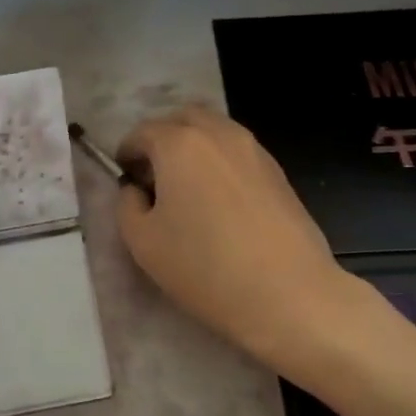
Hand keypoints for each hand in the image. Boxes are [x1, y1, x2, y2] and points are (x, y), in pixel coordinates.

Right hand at [116, 105, 356, 375]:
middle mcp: (217, 133)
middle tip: (155, 178)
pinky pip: (237, 152)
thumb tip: (137, 190)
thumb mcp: (143, 243)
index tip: (125, 181)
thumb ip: (127, 205)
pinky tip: (221, 203)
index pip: (142, 133)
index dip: (126, 155)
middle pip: (181, 120)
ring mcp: (253, 149)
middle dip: (162, 140)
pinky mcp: (278, 170)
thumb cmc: (206, 268)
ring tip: (188, 191)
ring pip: (213, 132)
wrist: (289, 295)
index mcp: (180, 143)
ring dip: (193, 148)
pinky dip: (220, 162)